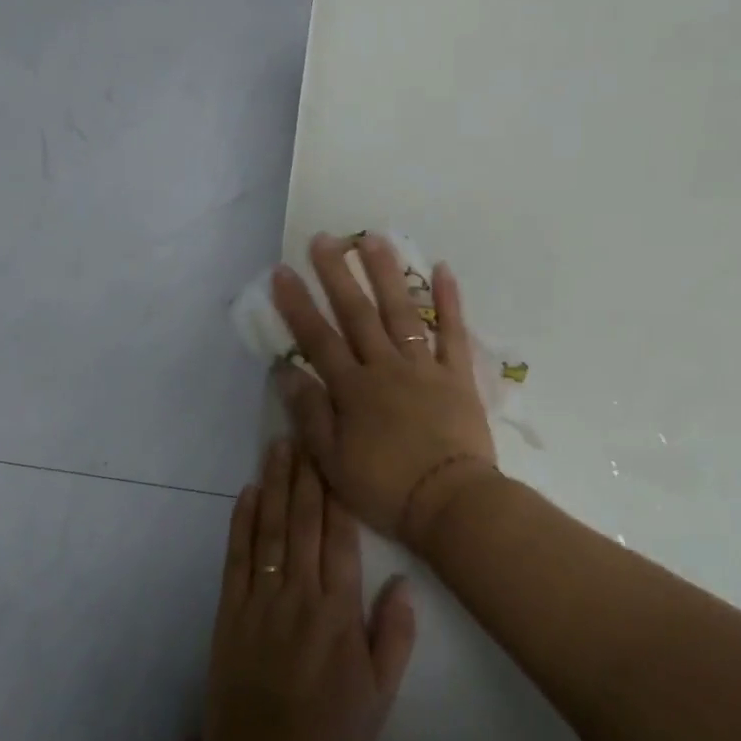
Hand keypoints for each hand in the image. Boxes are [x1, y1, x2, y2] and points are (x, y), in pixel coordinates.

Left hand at [201, 440, 416, 740]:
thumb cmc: (331, 737)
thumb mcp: (379, 694)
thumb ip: (393, 635)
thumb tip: (401, 579)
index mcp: (339, 612)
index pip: (340, 538)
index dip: (338, 492)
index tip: (337, 454)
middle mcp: (299, 595)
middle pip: (303, 522)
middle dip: (304, 474)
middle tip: (304, 431)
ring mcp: (260, 603)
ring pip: (269, 531)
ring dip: (274, 486)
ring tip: (277, 447)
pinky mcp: (229, 616)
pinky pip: (236, 560)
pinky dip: (240, 524)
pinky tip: (246, 494)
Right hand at [270, 232, 499, 551]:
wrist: (449, 502)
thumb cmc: (385, 488)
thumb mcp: (332, 460)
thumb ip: (309, 413)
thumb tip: (284, 371)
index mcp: (353, 389)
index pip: (318, 339)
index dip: (297, 305)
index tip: (283, 272)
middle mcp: (386, 368)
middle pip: (357, 314)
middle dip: (338, 275)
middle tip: (324, 239)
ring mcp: (424, 367)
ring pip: (402, 312)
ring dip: (387, 274)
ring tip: (374, 239)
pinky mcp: (457, 375)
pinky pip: (453, 332)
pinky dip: (450, 301)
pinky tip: (443, 269)